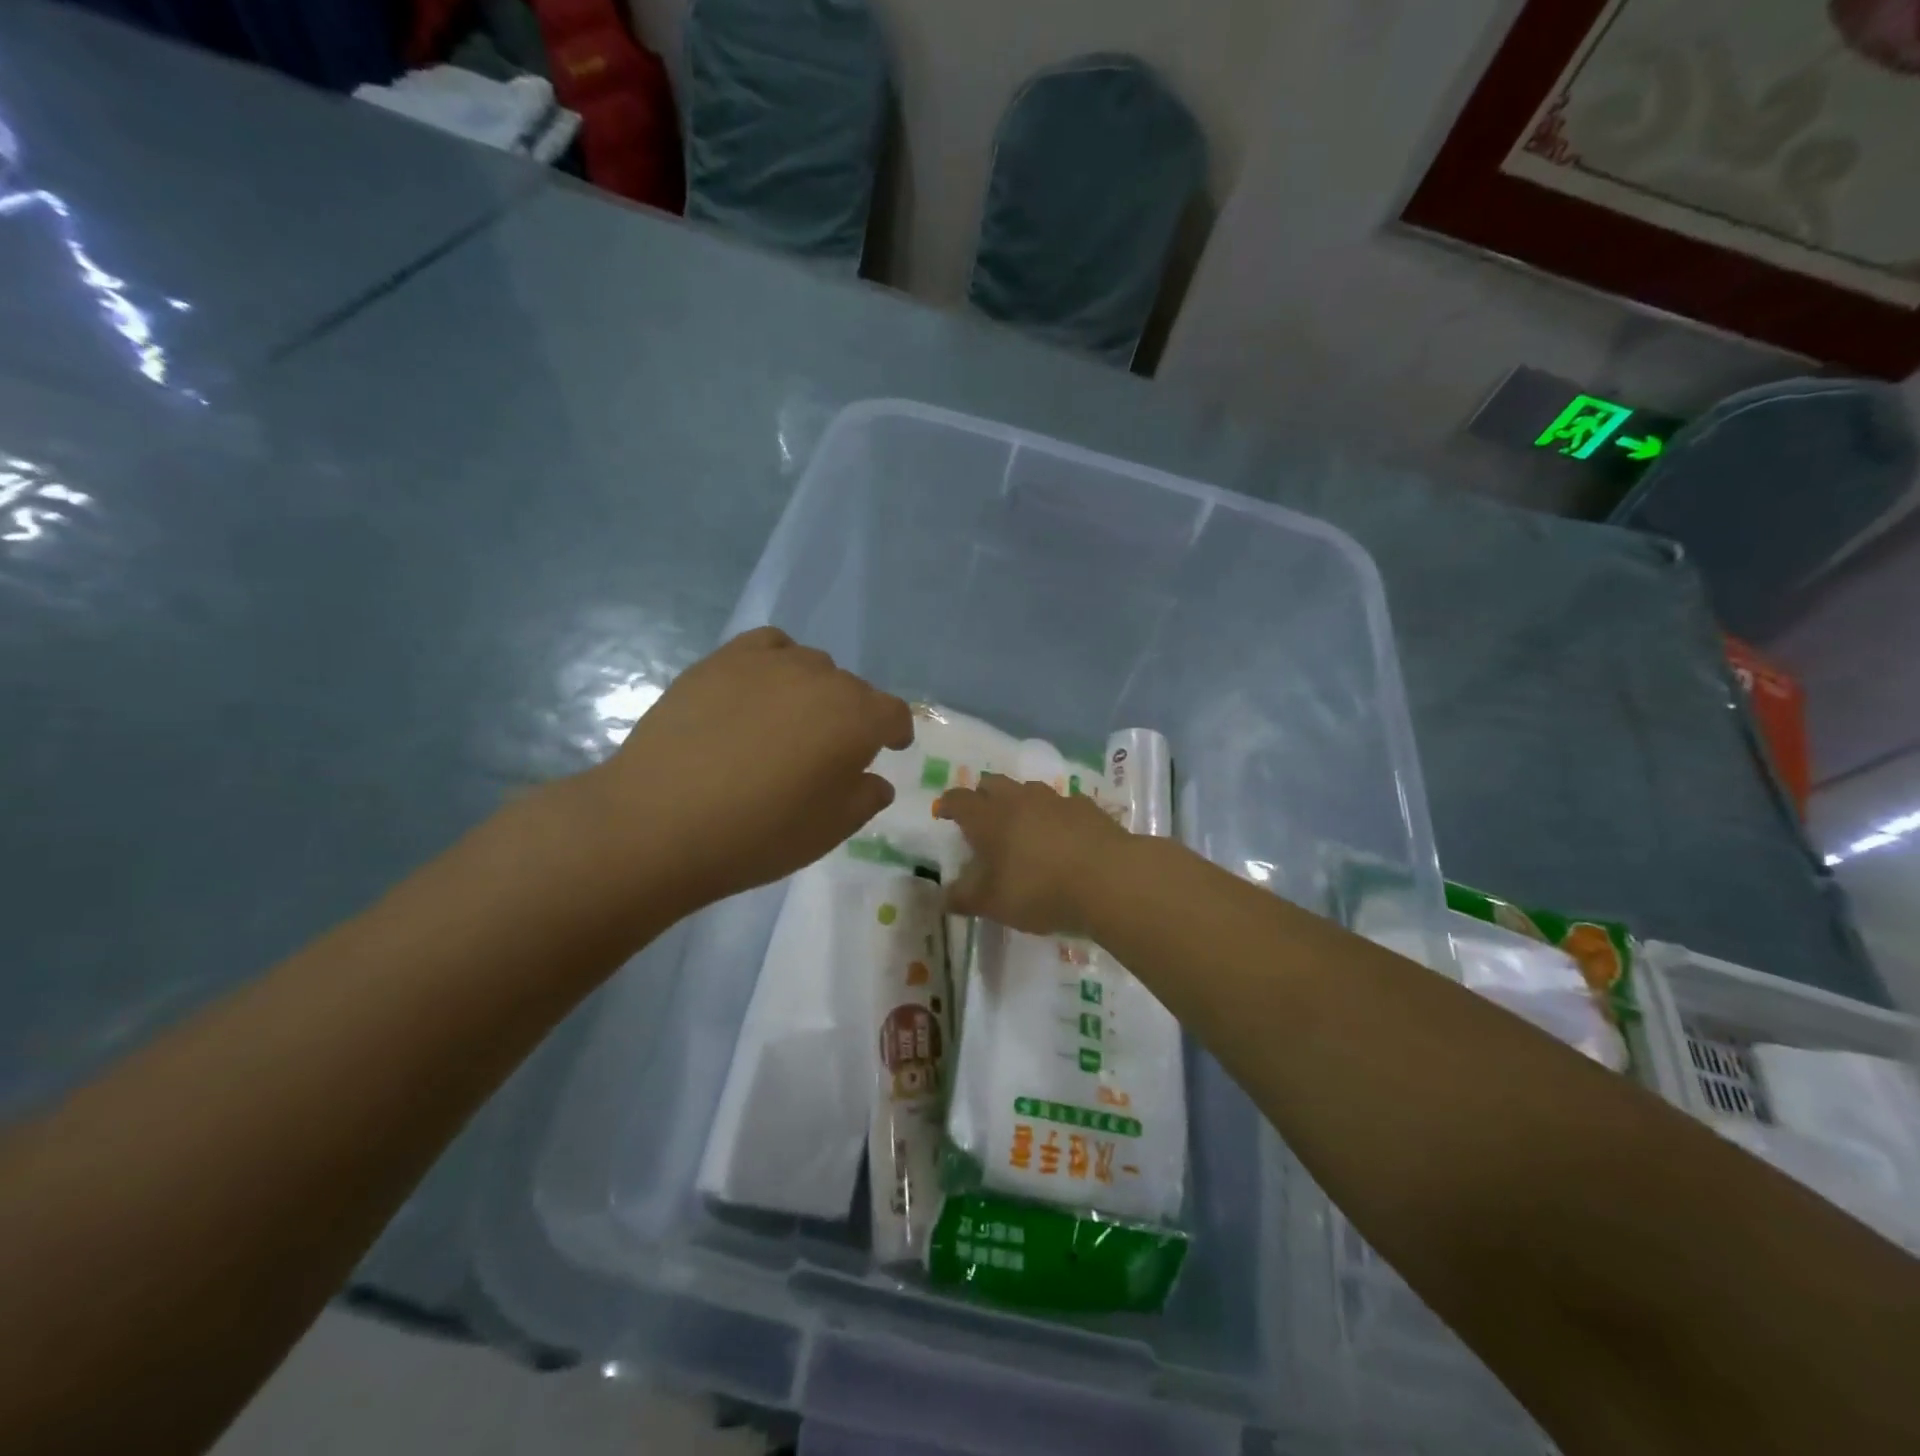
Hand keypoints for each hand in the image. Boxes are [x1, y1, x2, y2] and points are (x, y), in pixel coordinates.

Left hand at [577, 628, 912, 913]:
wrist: (660, 822)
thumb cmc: (758, 834)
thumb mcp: (830, 830)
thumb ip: (865, 798)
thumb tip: (874, 779)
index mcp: (856, 719)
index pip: (893, 714)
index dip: (896, 732)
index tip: (890, 748)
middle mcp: (820, 678)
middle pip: (853, 689)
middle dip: (852, 717)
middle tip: (828, 752)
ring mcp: (768, 663)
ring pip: (811, 665)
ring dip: (814, 690)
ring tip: (790, 721)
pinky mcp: (722, 660)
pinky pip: (768, 646)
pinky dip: (776, 662)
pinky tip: (759, 690)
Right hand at [935, 775, 1127, 935]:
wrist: (1109, 879)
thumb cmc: (1040, 890)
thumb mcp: (993, 904)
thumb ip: (964, 898)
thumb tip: (942, 896)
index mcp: (989, 818)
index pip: (959, 799)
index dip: (948, 804)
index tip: (942, 811)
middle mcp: (1018, 799)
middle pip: (993, 783)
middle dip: (982, 795)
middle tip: (980, 817)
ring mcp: (1055, 799)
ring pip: (1028, 790)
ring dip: (1018, 801)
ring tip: (1021, 825)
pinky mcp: (1086, 807)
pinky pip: (1061, 803)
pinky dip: (1054, 815)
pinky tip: (1061, 834)